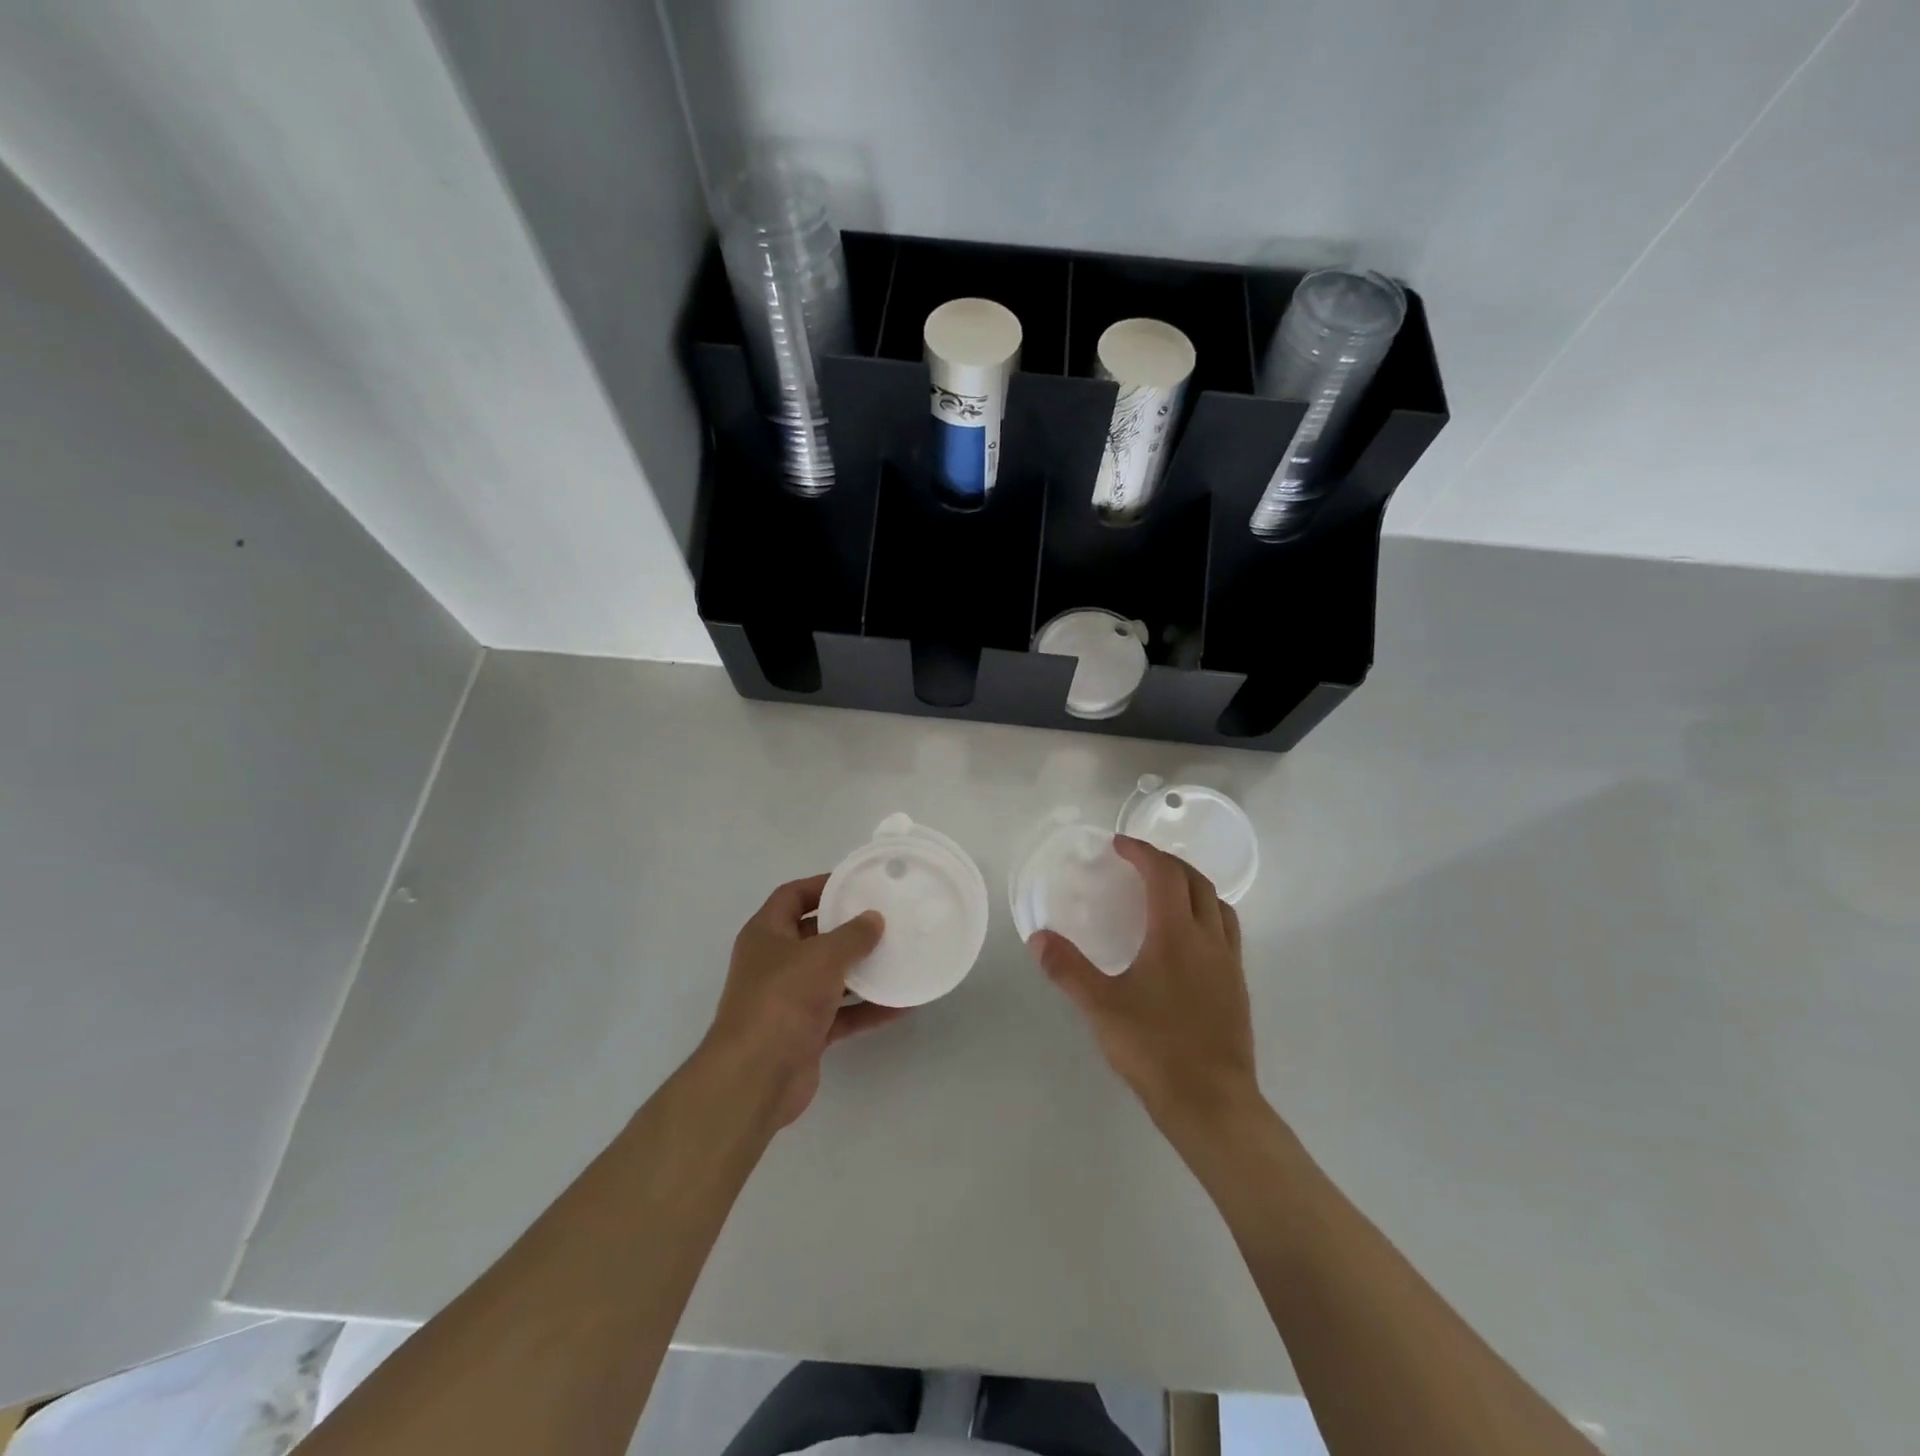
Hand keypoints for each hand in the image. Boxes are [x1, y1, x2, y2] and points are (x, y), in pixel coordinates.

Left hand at [700, 875, 901, 1128]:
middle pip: (814, 936)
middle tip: (886, 919)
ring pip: (830, 976)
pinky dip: (866, 1009)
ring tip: (899, 957)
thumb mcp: (822, 956)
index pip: (792, 896)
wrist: (755, 1077)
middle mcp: (774, 963)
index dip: (821, 885)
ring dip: (862, 970)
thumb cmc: (783, 999)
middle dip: (848, 929)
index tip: (856, 883)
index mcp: (766, 934)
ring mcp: (788, 1000)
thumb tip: (874, 918)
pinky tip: (900, 1005)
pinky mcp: (804, 1033)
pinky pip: (841, 1013)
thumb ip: (853, 935)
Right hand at [1029, 837, 1259, 1133]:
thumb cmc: (1155, 1049)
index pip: (1164, 874)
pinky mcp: (1238, 986)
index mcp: (1176, 935)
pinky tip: (1187, 938)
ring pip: (1219, 905)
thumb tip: (1038, 937)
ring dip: (1193, 885)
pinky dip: (1207, 913)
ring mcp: (1229, 963)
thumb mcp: (1101, 1008)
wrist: (1213, 1102)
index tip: (1119, 845)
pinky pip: (1226, 931)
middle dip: (1168, 862)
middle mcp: (1208, 939)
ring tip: (1167, 890)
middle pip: (1197, 882)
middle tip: (1139, 862)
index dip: (1142, 852)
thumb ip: (1067, 969)